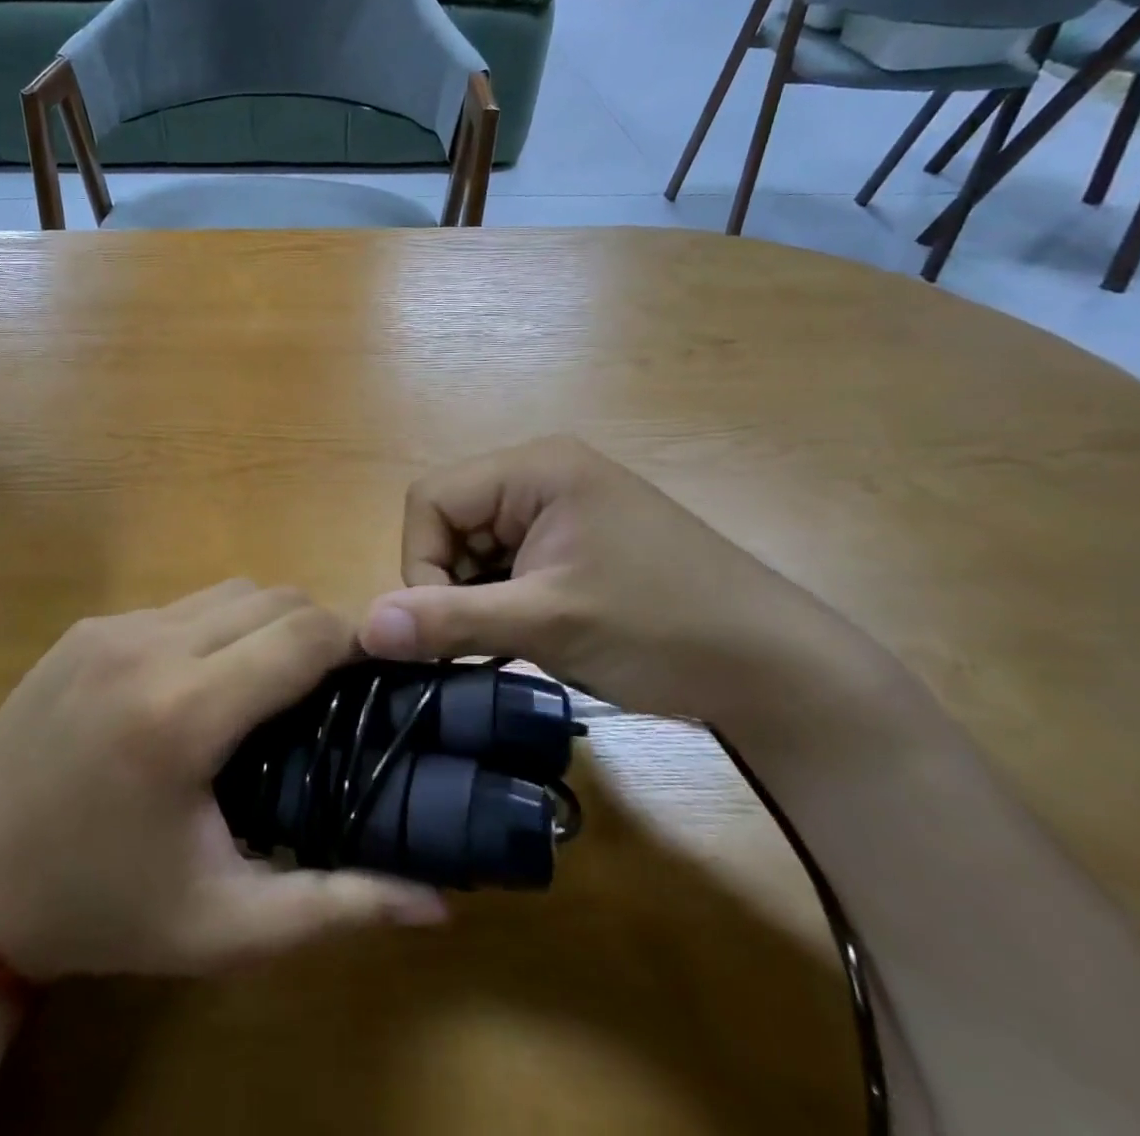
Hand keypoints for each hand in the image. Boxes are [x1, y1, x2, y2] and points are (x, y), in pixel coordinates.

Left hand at [0, 582, 446, 981]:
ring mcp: (112, 626)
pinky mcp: (88, 625)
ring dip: (266, 623)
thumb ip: (333, 907)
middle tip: (329, 691)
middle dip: (316, 630)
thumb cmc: (100, 909)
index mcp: (184, 713)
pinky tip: (203, 683)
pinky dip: (215, 627)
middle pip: (272, 597)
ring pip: (228, 591)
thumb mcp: (220, 926)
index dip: (354, 643)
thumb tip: (438, 904)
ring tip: (271, 686)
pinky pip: (180, 605)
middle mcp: (149, 645)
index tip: (377, 675)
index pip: (302, 634)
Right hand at [359, 436, 808, 721]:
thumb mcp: (546, 623)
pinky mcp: (575, 541)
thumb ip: (448, 620)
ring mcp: (561, 508)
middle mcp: (542, 474)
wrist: (776, 671)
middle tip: (485, 639)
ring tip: (518, 639)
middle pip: (450, 521)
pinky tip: (534, 634)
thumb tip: (363, 626)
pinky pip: (508, 561)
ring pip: (476, 546)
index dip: (423, 564)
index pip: (432, 500)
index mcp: (534, 468)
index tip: (448, 626)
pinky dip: (503, 600)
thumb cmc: (660, 629)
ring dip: (477, 596)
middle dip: (452, 583)